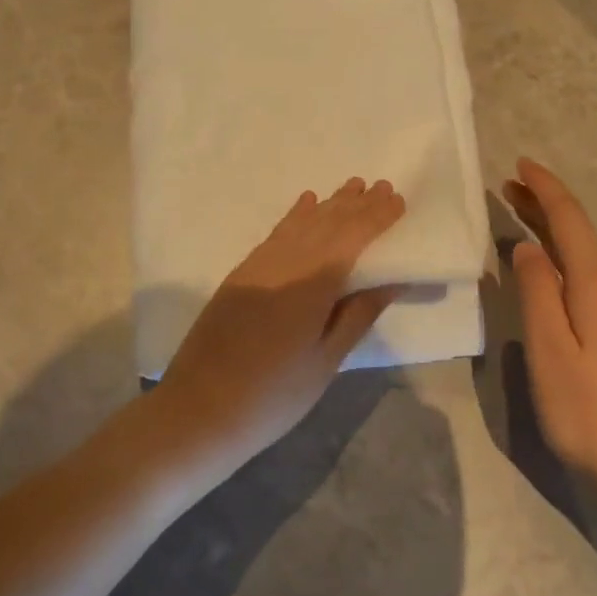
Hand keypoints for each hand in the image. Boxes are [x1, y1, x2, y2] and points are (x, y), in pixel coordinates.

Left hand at [152, 178, 407, 477]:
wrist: (199, 410)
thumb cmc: (274, 396)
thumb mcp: (325, 361)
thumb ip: (357, 315)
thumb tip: (391, 280)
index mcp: (311, 285)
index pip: (351, 238)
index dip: (376, 217)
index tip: (397, 199)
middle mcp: (284, 265)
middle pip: (326, 225)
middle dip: (355, 205)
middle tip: (380, 185)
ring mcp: (257, 268)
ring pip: (299, 225)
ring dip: (327, 205)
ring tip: (350, 188)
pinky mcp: (239, 276)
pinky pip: (275, 235)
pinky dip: (294, 217)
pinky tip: (304, 205)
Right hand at [504, 158, 596, 484]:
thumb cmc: (585, 404)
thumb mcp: (549, 346)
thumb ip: (536, 292)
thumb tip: (526, 249)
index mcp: (596, 283)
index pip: (569, 221)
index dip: (545, 189)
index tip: (520, 164)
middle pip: (577, 230)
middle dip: (544, 202)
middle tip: (508, 184)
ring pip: (580, 249)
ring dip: (549, 225)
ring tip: (517, 209)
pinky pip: (582, 269)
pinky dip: (557, 250)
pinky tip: (541, 258)